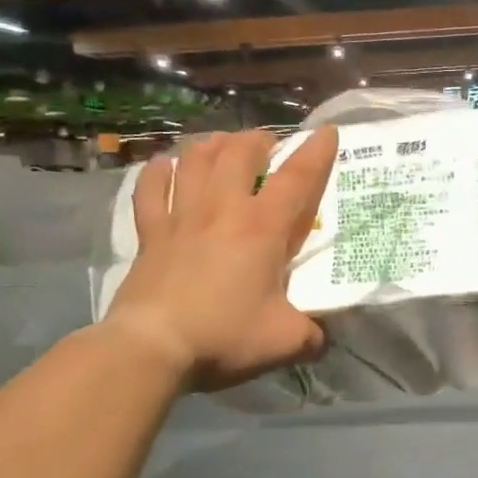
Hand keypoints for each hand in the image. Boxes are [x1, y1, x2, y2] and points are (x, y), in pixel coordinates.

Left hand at [105, 127, 337, 390]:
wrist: (152, 346)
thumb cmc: (224, 335)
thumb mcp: (284, 341)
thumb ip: (310, 335)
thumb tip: (320, 338)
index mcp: (262, 228)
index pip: (297, 177)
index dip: (316, 152)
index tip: (327, 131)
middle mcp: (223, 209)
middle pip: (239, 152)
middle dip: (258, 140)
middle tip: (268, 144)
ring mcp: (181, 216)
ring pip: (195, 160)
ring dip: (213, 145)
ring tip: (223, 143)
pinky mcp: (150, 232)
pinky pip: (151, 188)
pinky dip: (159, 171)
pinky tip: (166, 164)